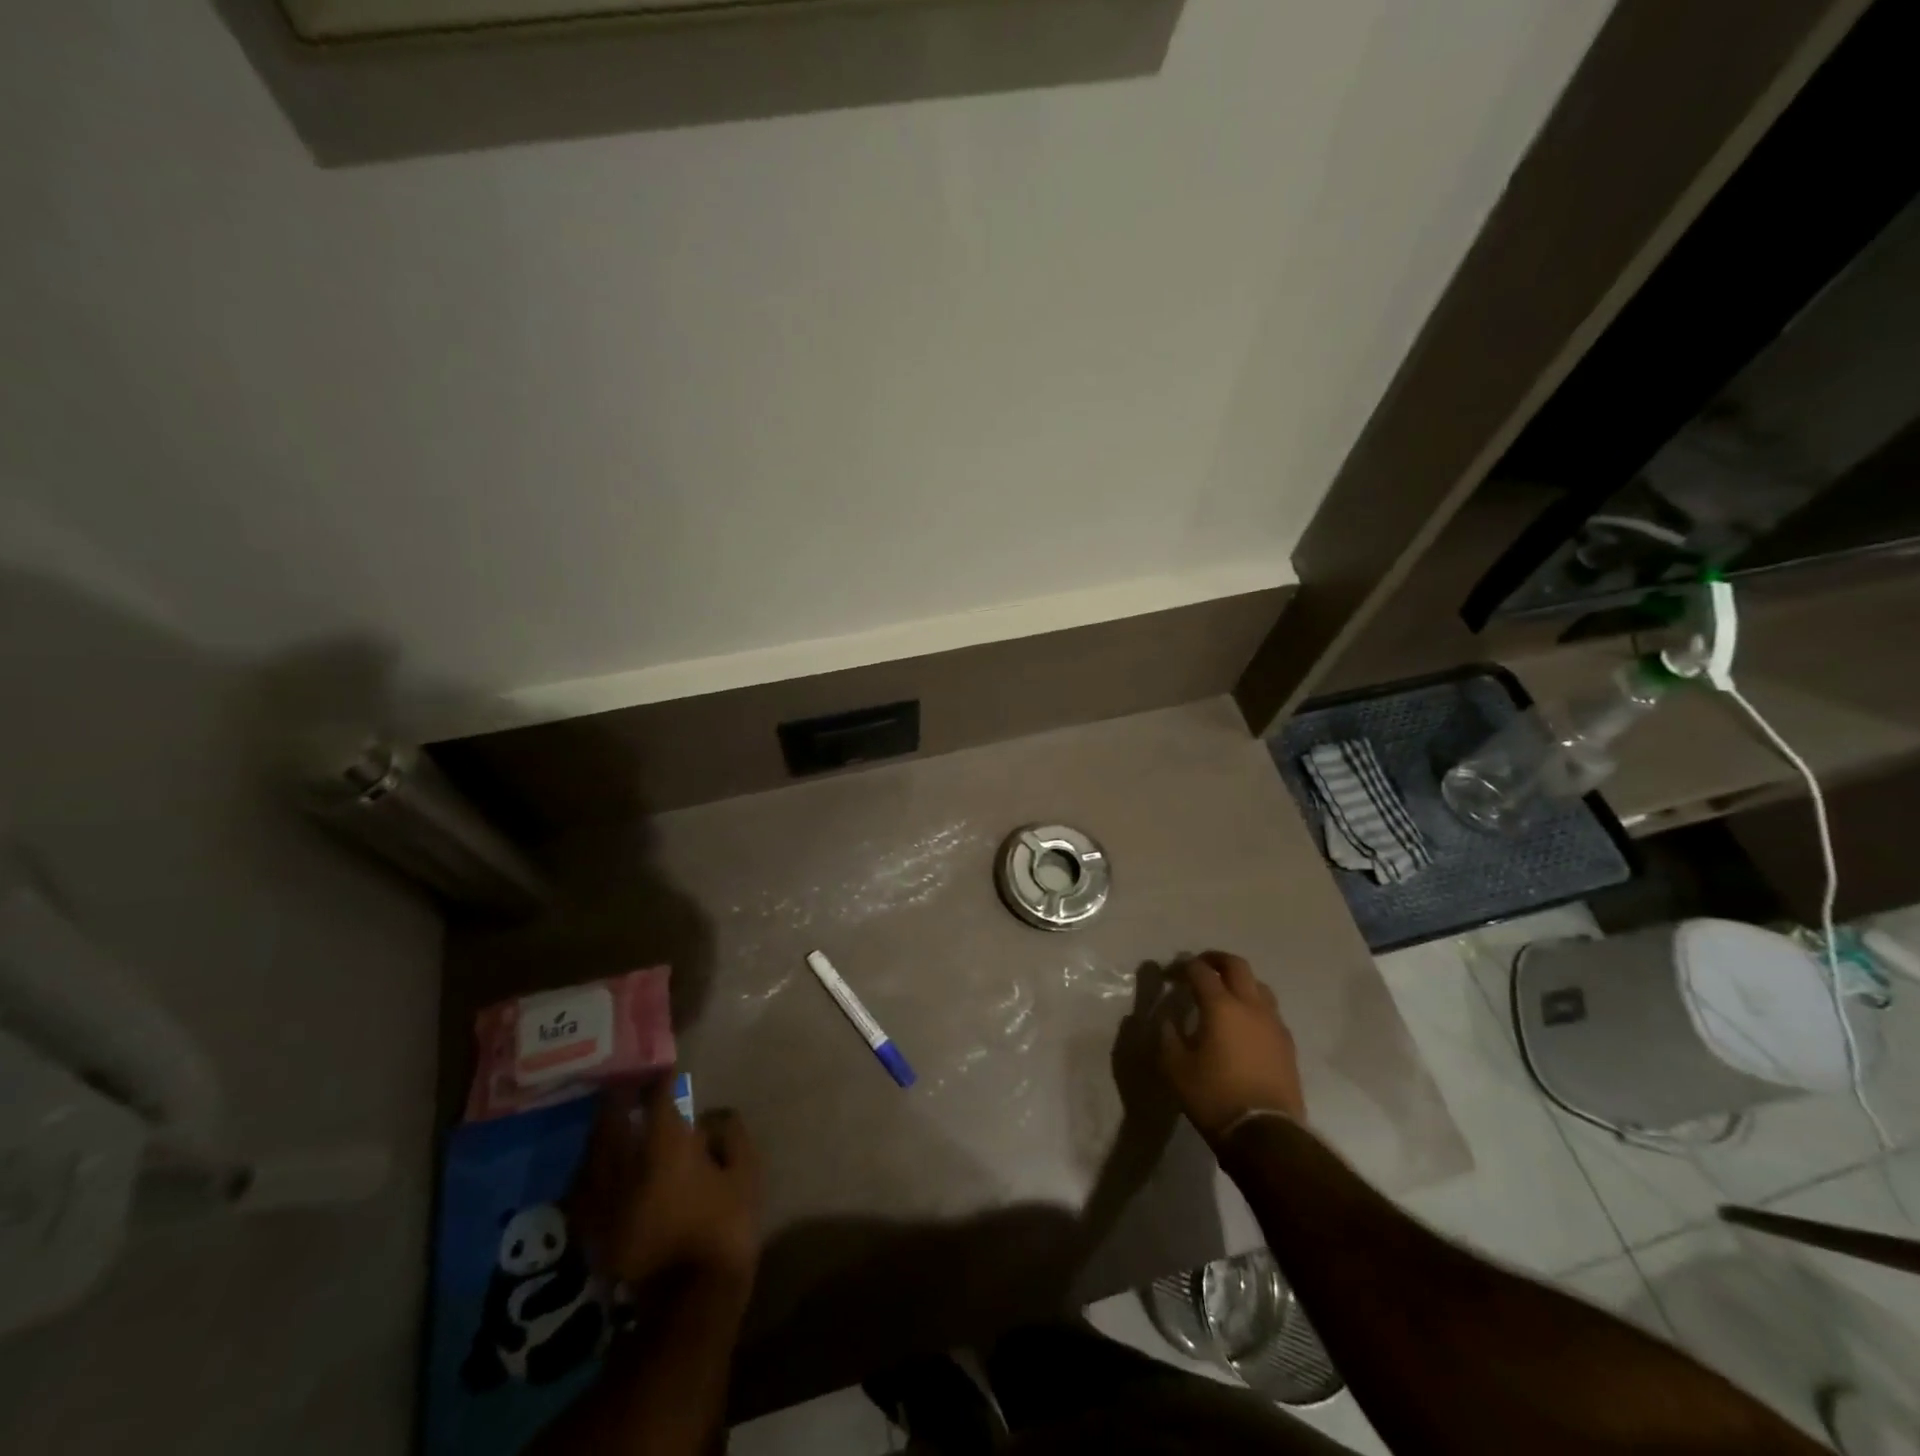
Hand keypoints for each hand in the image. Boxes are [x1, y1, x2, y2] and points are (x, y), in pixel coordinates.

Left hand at [574, 1076, 763, 1296]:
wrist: (688, 1304)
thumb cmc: (723, 1228)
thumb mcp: (745, 1173)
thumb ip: (729, 1135)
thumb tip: (712, 1117)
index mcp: (664, 1144)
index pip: (656, 1095)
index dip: (660, 1078)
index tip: (665, 1068)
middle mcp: (624, 1162)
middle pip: (611, 1116)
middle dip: (618, 1096)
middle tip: (628, 1084)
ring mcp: (602, 1197)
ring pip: (591, 1150)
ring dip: (602, 1130)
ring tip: (612, 1121)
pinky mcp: (592, 1229)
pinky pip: (583, 1187)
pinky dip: (590, 1170)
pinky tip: (598, 1169)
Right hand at [1157, 951, 1305, 1140]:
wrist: (1266, 1134)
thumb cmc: (1214, 1097)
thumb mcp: (1175, 1068)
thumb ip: (1168, 1037)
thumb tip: (1168, 1021)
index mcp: (1221, 1006)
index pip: (1201, 971)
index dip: (1183, 966)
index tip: (1171, 973)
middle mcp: (1251, 1006)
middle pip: (1237, 966)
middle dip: (1217, 960)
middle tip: (1201, 966)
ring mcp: (1274, 1024)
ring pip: (1259, 986)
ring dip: (1240, 982)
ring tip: (1226, 994)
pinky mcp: (1287, 1044)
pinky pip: (1270, 1012)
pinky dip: (1255, 1007)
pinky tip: (1245, 1024)